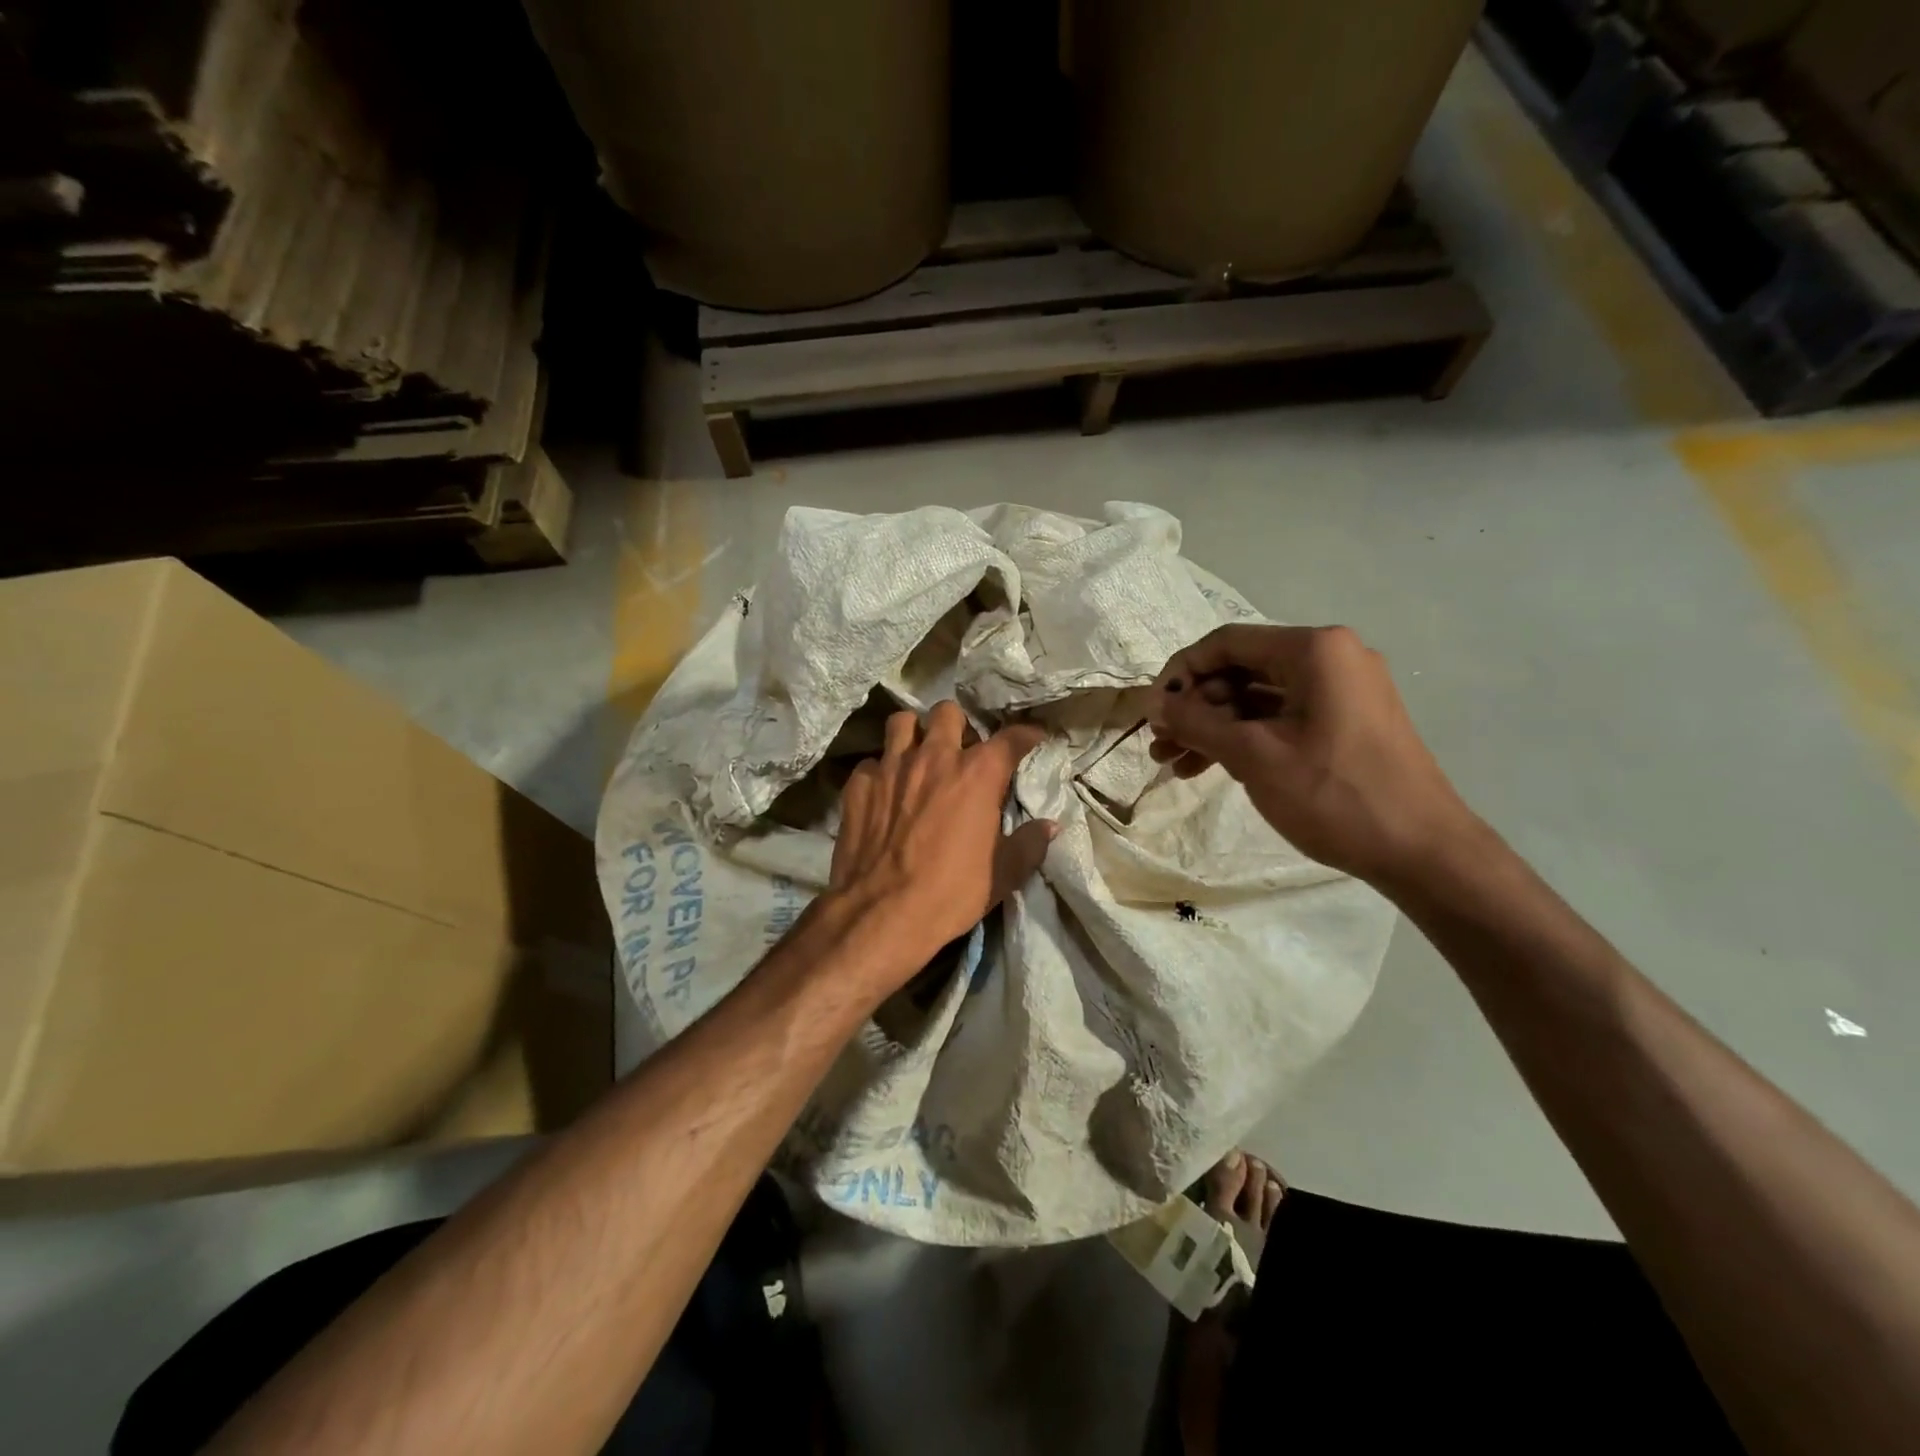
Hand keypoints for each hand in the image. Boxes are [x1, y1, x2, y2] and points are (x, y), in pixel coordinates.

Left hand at [828, 702, 1056, 981]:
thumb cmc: (951, 894)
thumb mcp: (1003, 875)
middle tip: (960, 750)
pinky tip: (884, 792)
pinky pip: (872, 762)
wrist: (881, 913)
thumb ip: (1029, 844)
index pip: (1011, 737)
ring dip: (914, 734)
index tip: (1033, 739)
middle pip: (948, 712)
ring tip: (918, 755)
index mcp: (977, 774)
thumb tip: (1049, 826)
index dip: (1026, 734)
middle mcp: (935, 757)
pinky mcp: (859, 784)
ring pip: (902, 722)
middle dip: (958, 726)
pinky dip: (881, 771)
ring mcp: (891, 766)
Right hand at [1147, 625, 1480, 886]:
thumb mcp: (1254, 756)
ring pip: (1257, 698)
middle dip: (1195, 708)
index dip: (1180, 673)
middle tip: (1161, 744)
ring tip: (1174, 763)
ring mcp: (1342, 691)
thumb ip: (1197, 722)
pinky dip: (1245, 739)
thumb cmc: (1334, 795)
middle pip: (1241, 669)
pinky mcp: (1345, 722)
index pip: (1226, 642)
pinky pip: (1281, 718)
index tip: (1151, 710)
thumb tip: (1155, 703)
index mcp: (1314, 650)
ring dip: (1213, 727)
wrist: (1422, 852)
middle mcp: (1330, 658)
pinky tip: (1210, 768)